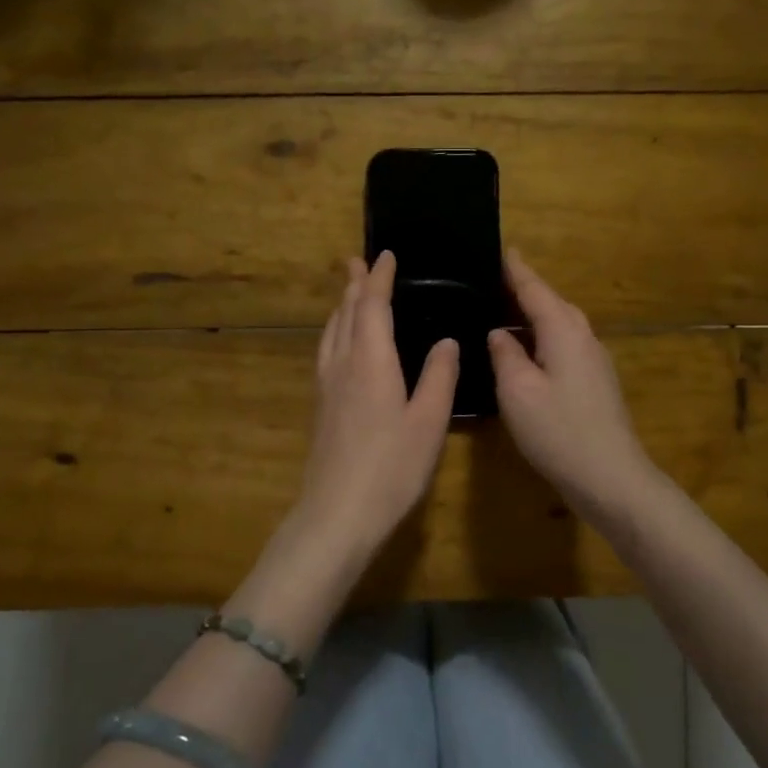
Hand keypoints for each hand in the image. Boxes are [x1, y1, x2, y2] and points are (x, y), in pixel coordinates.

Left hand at [289, 251, 459, 561]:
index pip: (372, 306)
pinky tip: (340, 345)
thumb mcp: (428, 422)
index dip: (379, 278)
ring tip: (349, 294)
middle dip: (354, 285)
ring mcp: (326, 386)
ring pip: (331, 332)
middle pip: (345, 313)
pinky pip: (327, 351)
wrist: (337, 513)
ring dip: (342, 306)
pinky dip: (336, 332)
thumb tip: (447, 340)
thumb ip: (439, 377)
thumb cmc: (391, 468)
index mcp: (371, 360)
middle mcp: (342, 364)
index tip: (385, 255)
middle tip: (359, 261)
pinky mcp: (321, 406)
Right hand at [488, 249, 659, 517]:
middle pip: (551, 303)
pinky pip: (563, 346)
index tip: (500, 248)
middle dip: (524, 290)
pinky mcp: (594, 384)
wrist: (610, 477)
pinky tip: (524, 353)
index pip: (534, 288)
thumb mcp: (518, 390)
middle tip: (492, 282)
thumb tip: (499, 333)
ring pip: (559, 326)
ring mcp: (593, 362)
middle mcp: (583, 338)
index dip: (515, 269)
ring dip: (532, 316)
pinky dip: (541, 340)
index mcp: (563, 331)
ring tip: (501, 314)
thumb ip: (505, 355)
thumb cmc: (559, 430)